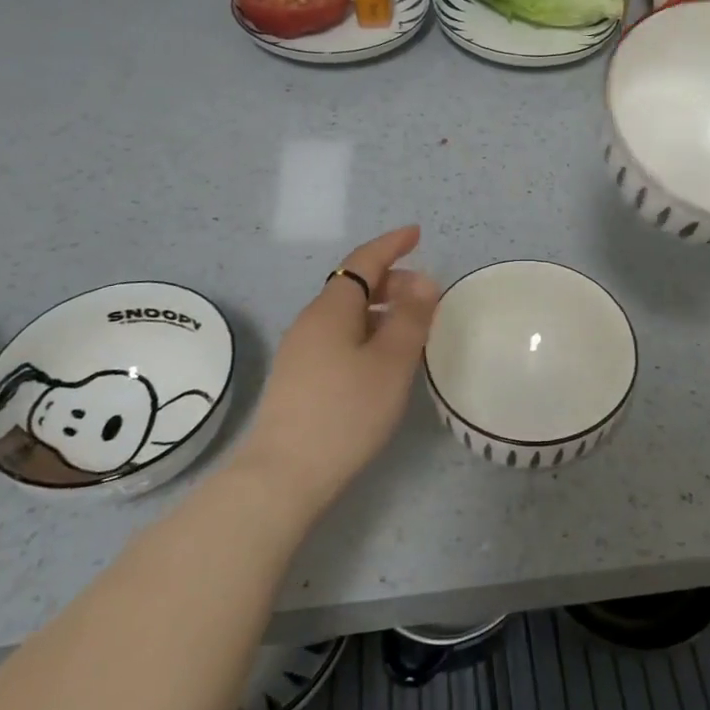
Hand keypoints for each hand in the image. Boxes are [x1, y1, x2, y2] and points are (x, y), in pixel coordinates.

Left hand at [237, 226, 439, 515]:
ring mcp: (300, 350)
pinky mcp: (298, 377)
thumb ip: (411, 318)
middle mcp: (311, 321)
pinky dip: (365, 331)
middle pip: (354, 285)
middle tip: (426, 295)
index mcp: (332, 309)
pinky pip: (338, 336)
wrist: (283, 476)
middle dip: (391, 280)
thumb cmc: (345, 413)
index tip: (416, 233)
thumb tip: (423, 280)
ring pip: (346, 313)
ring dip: (380, 309)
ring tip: (409, 329)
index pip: (364, 261)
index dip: (392, 244)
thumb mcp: (391, 363)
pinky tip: (380, 359)